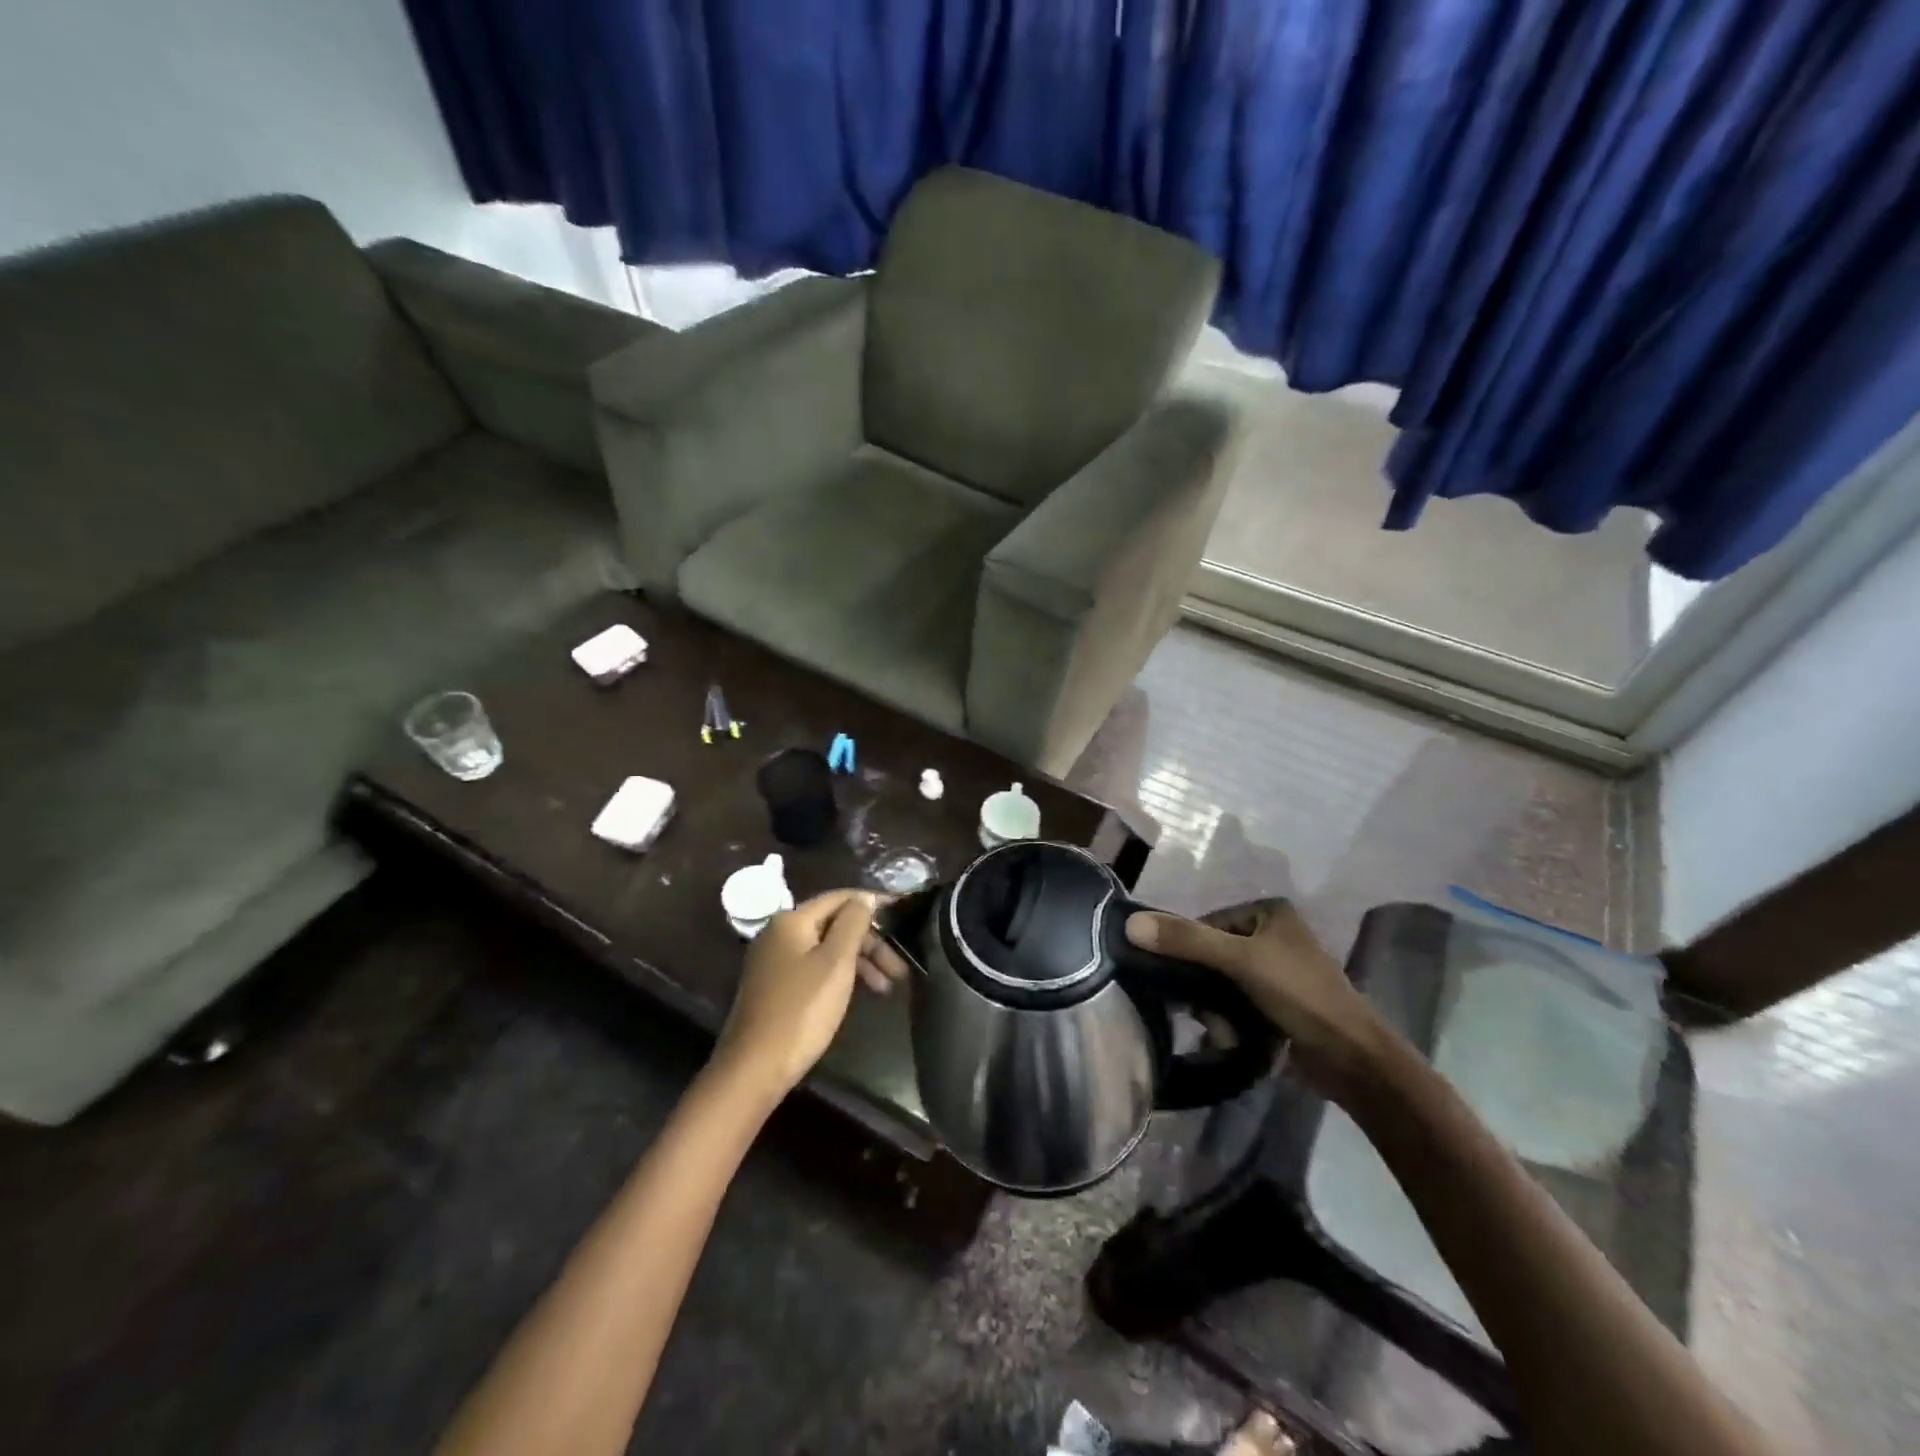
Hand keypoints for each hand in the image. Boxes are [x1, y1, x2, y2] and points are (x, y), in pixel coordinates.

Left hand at [713, 889, 880, 1099]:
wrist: (754, 1068)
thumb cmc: (801, 1010)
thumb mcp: (835, 962)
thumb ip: (853, 923)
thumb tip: (866, 897)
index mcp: (791, 920)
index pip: (841, 898)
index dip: (874, 904)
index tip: (904, 915)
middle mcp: (779, 933)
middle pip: (834, 924)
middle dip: (870, 942)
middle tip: (899, 969)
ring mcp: (774, 961)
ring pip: (826, 949)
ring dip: (859, 962)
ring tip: (886, 988)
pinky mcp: (775, 986)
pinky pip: (815, 968)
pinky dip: (840, 976)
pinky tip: (858, 994)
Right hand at [1125, 900, 1392, 1101]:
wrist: (1352, 1060)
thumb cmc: (1300, 994)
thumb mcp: (1240, 960)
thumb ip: (1187, 941)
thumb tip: (1130, 923)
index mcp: (1267, 912)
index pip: (1205, 923)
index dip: (1188, 951)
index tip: (1181, 981)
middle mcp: (1270, 935)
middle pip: (1210, 955)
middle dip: (1203, 988)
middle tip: (1202, 1012)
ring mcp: (1274, 971)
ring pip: (1219, 983)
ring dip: (1214, 1009)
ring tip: (1222, 1030)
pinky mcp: (1275, 1004)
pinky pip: (1235, 1004)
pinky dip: (1228, 1021)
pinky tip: (1231, 1038)